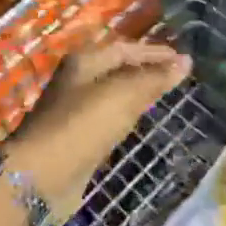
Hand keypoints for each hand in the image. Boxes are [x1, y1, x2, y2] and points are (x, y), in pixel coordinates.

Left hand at [5, 40, 191, 217]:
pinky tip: (136, 124)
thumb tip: (185, 62)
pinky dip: (124, 118)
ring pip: (111, 96)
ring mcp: (74, 112)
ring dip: (136, 94)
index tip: (183, 60)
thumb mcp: (122, 96)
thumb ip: (154, 79)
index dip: (154, 52)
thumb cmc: (82, 127)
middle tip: (177, 77)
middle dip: (146, 70)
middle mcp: (76, 83)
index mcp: (84, 63)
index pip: (125, 48)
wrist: (41, 177)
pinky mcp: (76, 140)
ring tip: (163, 97)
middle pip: (116, 70)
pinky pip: (106, 120)